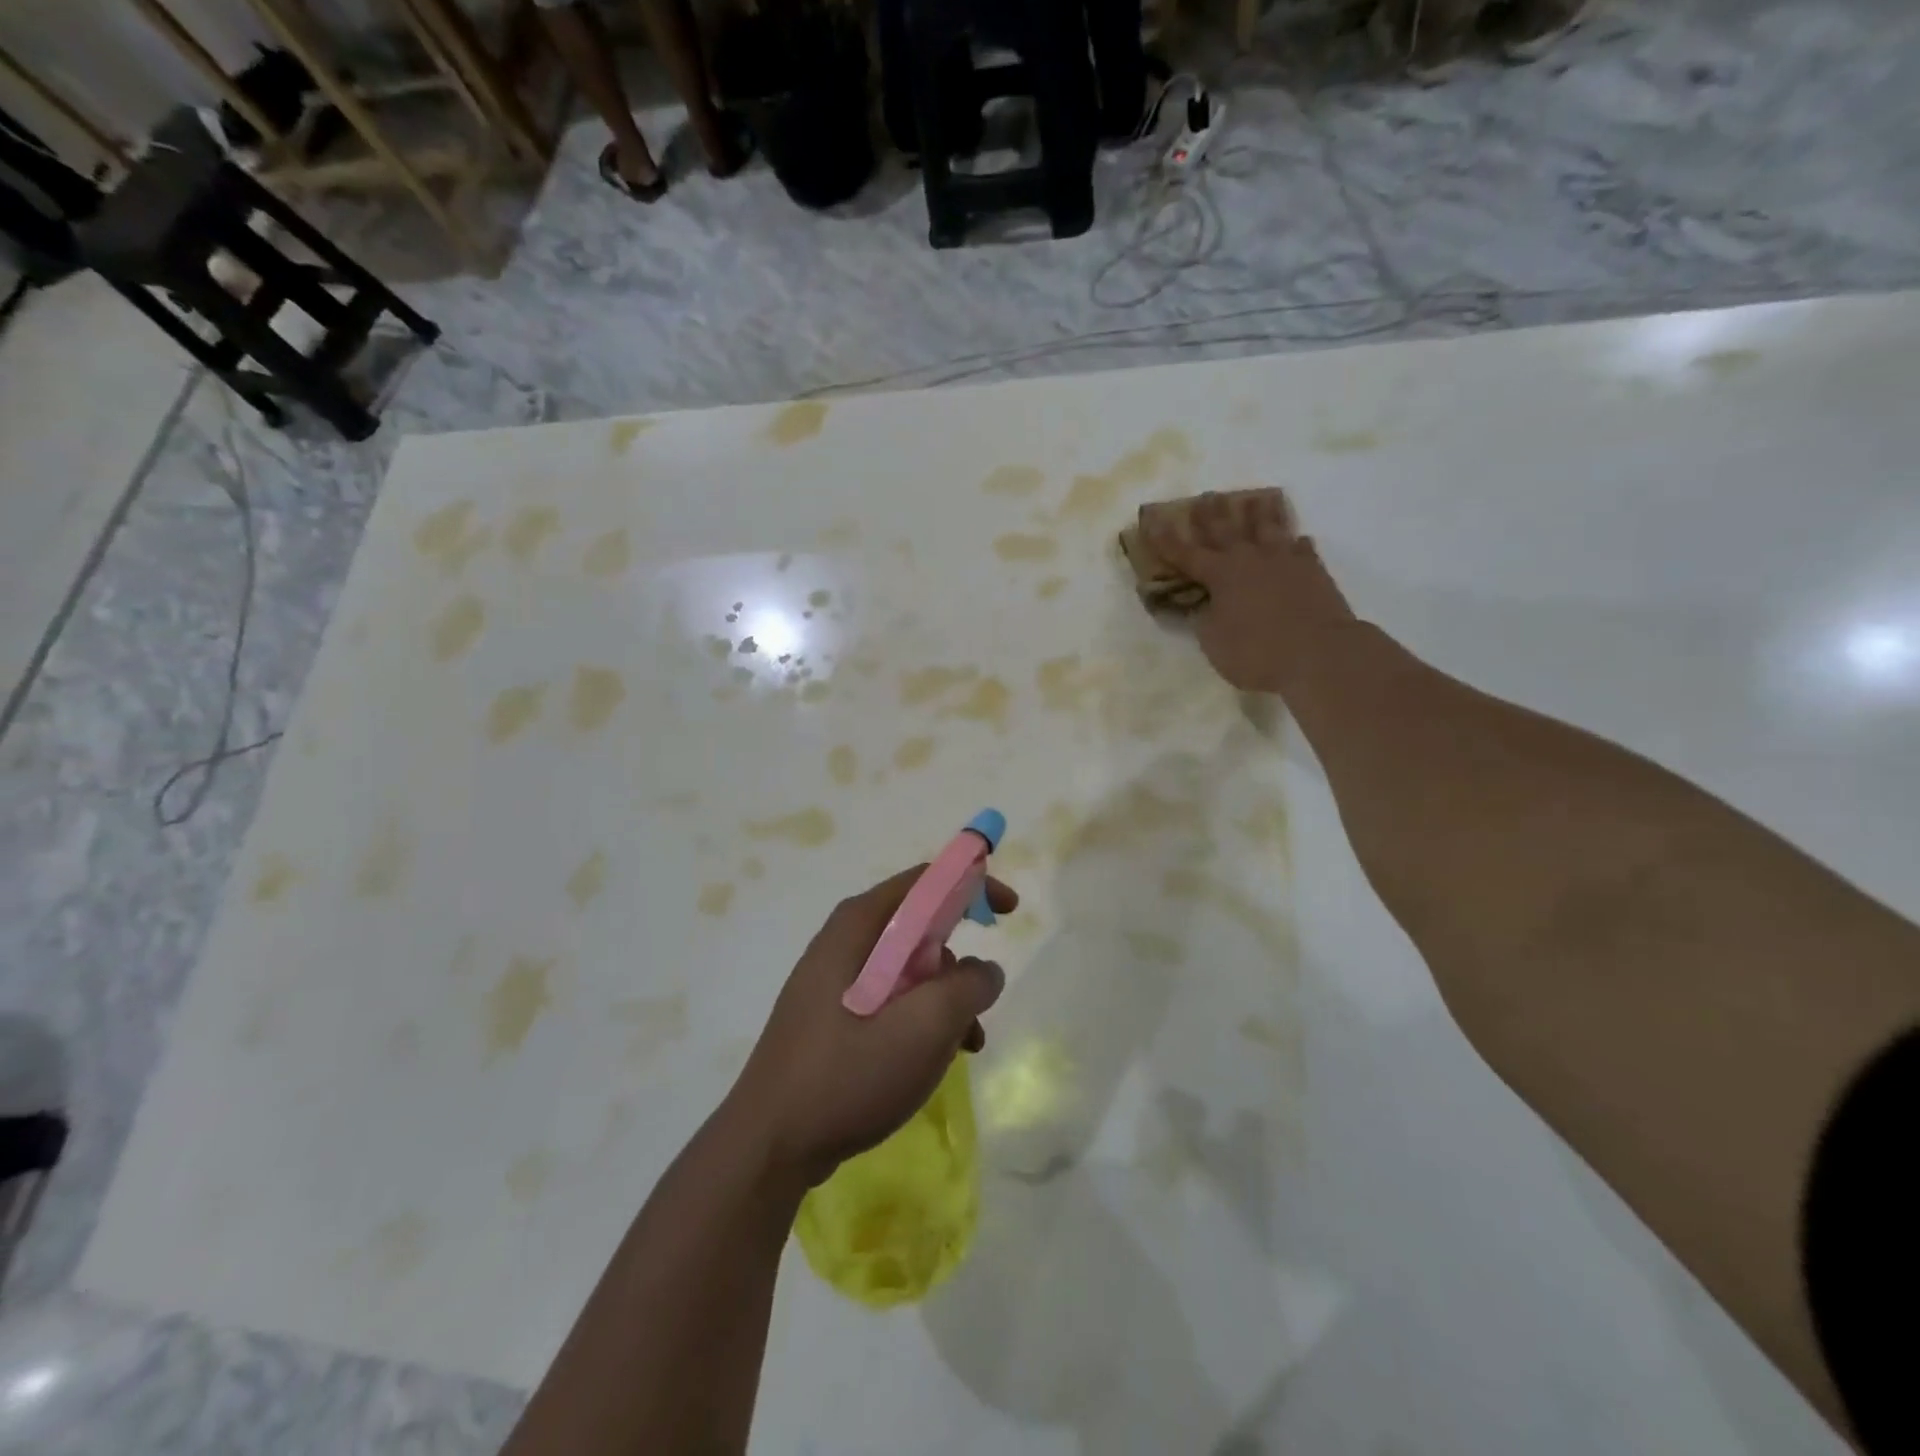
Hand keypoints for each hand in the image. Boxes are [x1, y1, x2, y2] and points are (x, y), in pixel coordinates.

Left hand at [725, 867, 1015, 1185]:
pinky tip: (938, 1058)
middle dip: (959, 959)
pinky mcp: (833, 1017)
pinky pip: (891, 1000)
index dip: (972, 885)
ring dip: (945, 998)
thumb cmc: (847, 1075)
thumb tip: (985, 970)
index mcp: (859, 925)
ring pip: (909, 969)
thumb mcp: (923, 1027)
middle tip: (981, 995)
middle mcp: (844, 942)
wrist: (770, 1145)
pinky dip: (922, 1019)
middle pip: (919, 926)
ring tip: (965, 1043)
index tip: (1008, 912)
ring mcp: (835, 981)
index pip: (925, 881)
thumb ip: (968, 987)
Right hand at [1142, 488, 1355, 693]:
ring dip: (1259, 512)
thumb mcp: (1214, 642)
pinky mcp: (1314, 570)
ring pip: (1269, 527)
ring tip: (1256, 498)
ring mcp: (1285, 560)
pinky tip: (1297, 539)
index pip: (1185, 553)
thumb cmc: (1257, 652)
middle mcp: (1250, 558)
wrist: (1320, 653)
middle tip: (1206, 496)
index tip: (1152, 521)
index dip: (1166, 539)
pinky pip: (1302, 548)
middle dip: (1212, 513)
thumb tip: (1202, 605)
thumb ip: (1205, 619)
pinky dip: (1296, 542)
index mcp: (1220, 574)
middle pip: (1226, 529)